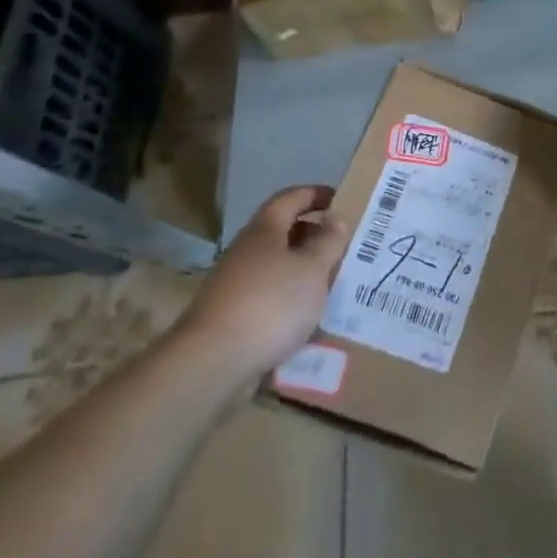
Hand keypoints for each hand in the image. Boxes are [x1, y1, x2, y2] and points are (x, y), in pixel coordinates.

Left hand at [176, 184, 353, 382]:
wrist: (212, 363)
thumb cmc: (271, 303)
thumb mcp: (312, 268)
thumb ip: (328, 241)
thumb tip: (334, 217)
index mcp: (264, 231)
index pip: (290, 198)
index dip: (315, 194)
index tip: (340, 199)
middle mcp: (246, 251)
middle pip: (282, 232)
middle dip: (313, 235)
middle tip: (344, 244)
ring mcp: (235, 285)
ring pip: (276, 267)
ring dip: (303, 270)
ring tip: (333, 282)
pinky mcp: (232, 317)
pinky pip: (269, 296)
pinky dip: (290, 299)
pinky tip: (308, 316)